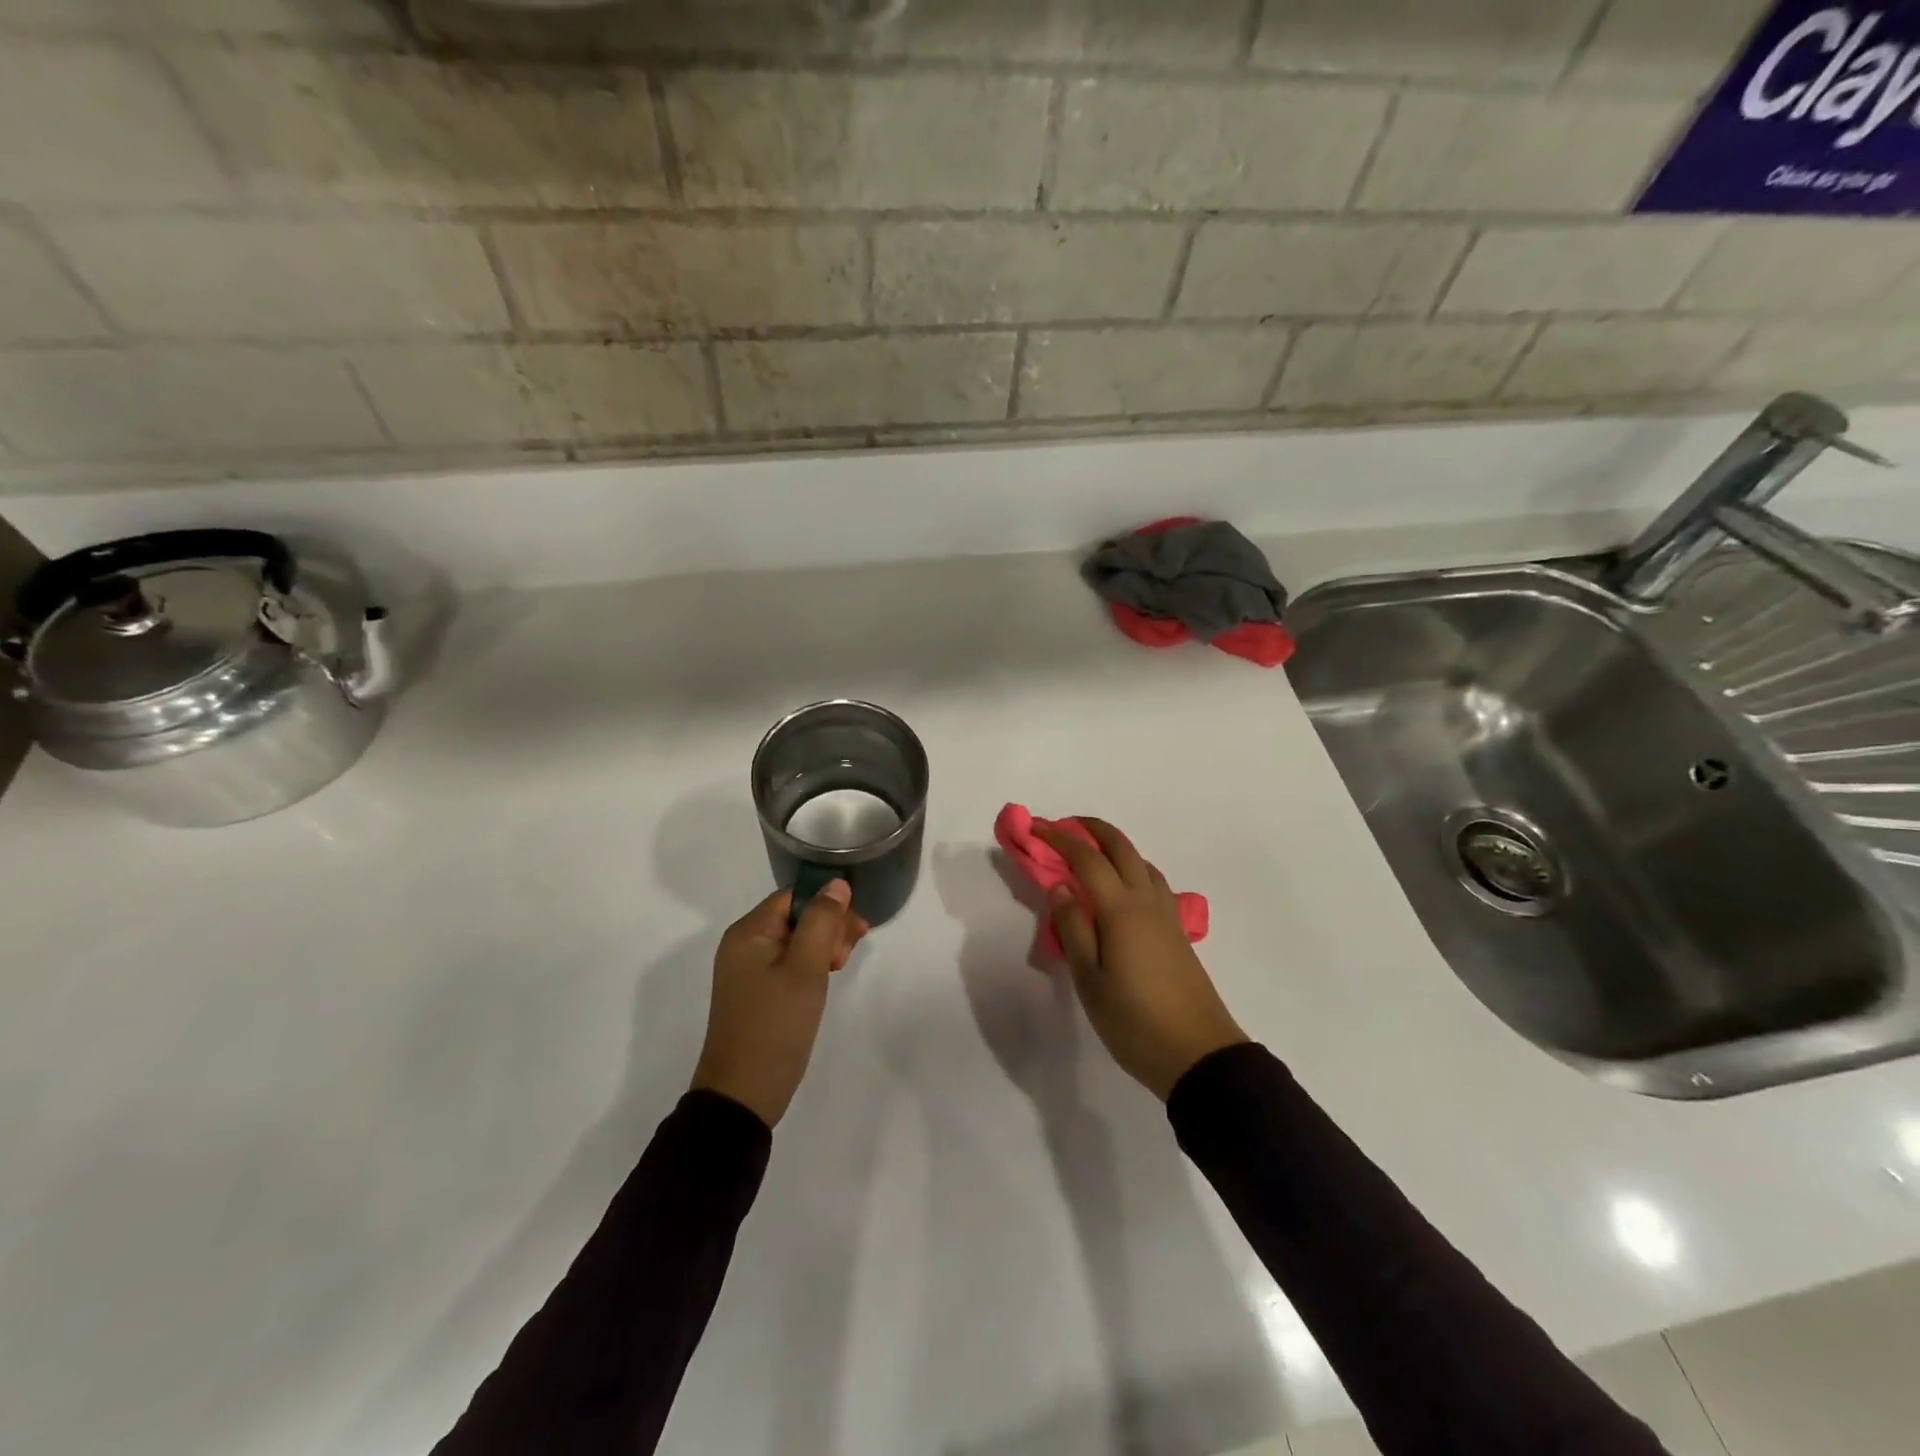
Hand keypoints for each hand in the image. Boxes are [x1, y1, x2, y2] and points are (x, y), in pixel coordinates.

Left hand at [691, 881, 867, 1126]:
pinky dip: (809, 966)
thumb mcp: (806, 969)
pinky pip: (787, 964)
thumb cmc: (776, 1025)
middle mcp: (743, 945)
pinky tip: (823, 981)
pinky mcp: (755, 993)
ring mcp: (747, 971)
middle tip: (847, 956)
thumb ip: (822, 921)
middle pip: (794, 916)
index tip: (855, 932)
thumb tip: (836, 884)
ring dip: (822, 947)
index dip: (828, 906)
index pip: (794, 896)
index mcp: (748, 932)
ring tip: (839, 970)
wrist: (742, 1095)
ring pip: (794, 940)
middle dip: (827, 927)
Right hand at [1036, 817, 1247, 1099]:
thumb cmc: (1135, 1021)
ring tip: (1090, 854)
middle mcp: (1147, 902)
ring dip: (1115, 846)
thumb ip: (1073, 929)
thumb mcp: (1090, 981)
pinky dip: (1131, 868)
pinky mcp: (1177, 932)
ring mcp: (1167, 916)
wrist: (1200, 1055)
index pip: (1087, 860)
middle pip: (1122, 848)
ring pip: (1141, 862)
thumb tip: (1059, 888)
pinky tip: (1121, 889)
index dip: (1060, 839)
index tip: (1036, 829)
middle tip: (1064, 827)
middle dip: (1092, 829)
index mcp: (1121, 911)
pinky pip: (1152, 882)